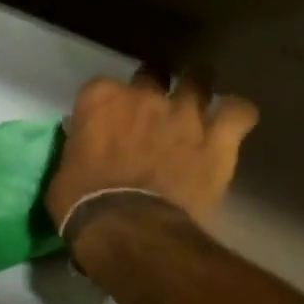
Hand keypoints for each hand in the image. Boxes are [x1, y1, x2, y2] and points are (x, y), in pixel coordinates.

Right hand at [46, 70, 259, 230]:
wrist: (130, 229)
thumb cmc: (84, 205)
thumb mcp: (64, 173)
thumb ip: (78, 150)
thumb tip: (86, 153)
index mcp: (101, 99)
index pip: (102, 87)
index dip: (108, 105)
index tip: (109, 122)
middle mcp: (144, 95)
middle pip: (152, 74)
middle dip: (154, 87)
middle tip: (153, 111)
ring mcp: (184, 113)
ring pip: (199, 80)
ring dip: (198, 89)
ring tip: (198, 102)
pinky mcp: (217, 138)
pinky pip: (239, 112)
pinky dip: (238, 115)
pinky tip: (234, 121)